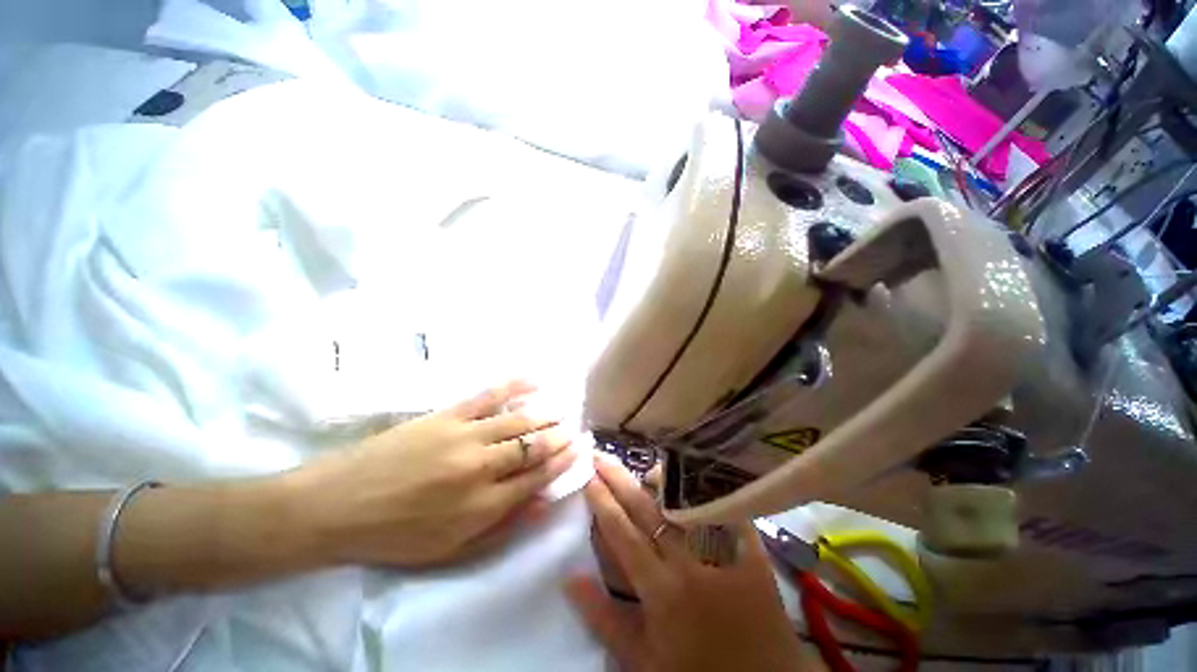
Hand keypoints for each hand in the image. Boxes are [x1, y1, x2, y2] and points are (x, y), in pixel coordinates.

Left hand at [290, 380, 576, 567]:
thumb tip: (542, 503)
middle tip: (572, 431)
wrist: (336, 506)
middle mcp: (481, 468)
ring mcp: (465, 436)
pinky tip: (533, 380)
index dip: (560, 464)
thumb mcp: (450, 550)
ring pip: (518, 421)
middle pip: (532, 448)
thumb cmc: (395, 535)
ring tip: (559, 412)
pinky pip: (489, 396)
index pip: (536, 479)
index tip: (576, 452)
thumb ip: (501, 528)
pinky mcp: (448, 415)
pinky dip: (514, 386)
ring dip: (544, 416)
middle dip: (558, 438)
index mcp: (482, 506)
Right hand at [565, 457, 813, 671]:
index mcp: (661, 589)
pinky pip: (723, 507)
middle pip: (646, 508)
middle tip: (601, 455)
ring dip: (659, 479)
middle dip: (619, 478)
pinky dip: (702, 488)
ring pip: (683, 500)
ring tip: (641, 466)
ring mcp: (723, 551)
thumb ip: (603, 618)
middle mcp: (690, 561)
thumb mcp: (642, 659)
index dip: (602, 500)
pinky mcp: (750, 548)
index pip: (622, 532)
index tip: (587, 475)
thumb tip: (569, 577)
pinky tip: (688, 475)